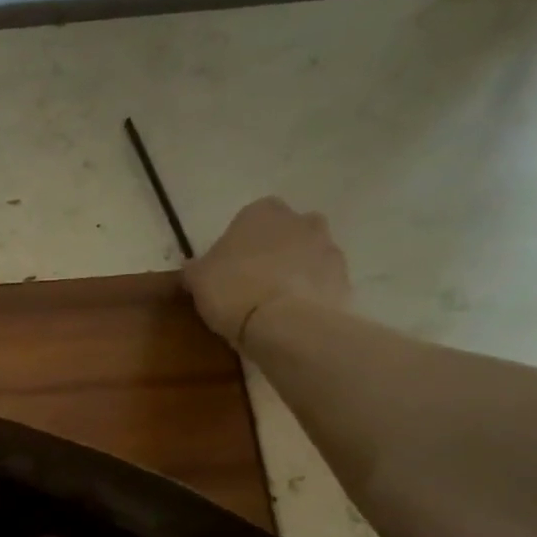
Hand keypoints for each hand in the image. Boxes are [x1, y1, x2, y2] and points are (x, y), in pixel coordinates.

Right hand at [184, 197, 350, 347]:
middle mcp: (301, 221)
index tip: (227, 266)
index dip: (238, 242)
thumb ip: (195, 268)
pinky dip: (309, 293)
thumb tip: (192, 266)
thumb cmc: (233, 290)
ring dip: (294, 271)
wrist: (285, 324)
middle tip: (251, 281)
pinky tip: (290, 315)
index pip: (249, 218)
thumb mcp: (197, 280)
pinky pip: (321, 281)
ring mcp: (328, 248)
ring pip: (306, 255)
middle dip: (273, 250)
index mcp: (262, 212)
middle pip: (285, 232)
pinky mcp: (344, 278)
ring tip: (271, 303)